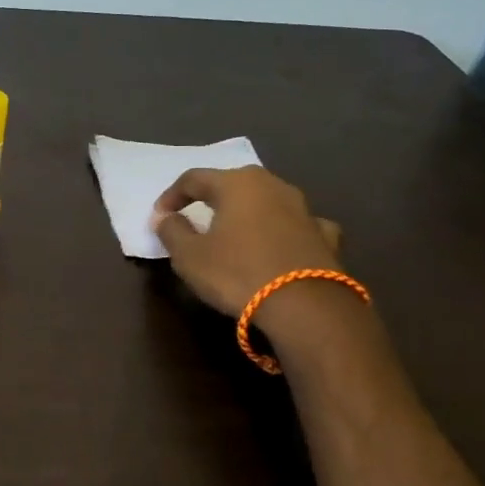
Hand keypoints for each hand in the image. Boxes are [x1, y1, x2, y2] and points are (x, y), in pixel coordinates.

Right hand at [151, 166, 343, 317]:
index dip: (171, 196)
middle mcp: (272, 186)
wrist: (305, 306)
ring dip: (248, 212)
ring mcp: (304, 209)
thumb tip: (165, 217)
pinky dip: (283, 230)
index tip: (159, 217)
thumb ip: (172, 232)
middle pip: (233, 183)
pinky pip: (296, 225)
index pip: (193, 179)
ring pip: (267, 201)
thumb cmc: (237, 273)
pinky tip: (280, 244)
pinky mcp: (325, 235)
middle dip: (212, 198)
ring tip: (235, 232)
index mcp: (236, 184)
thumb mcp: (189, 257)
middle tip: (196, 216)